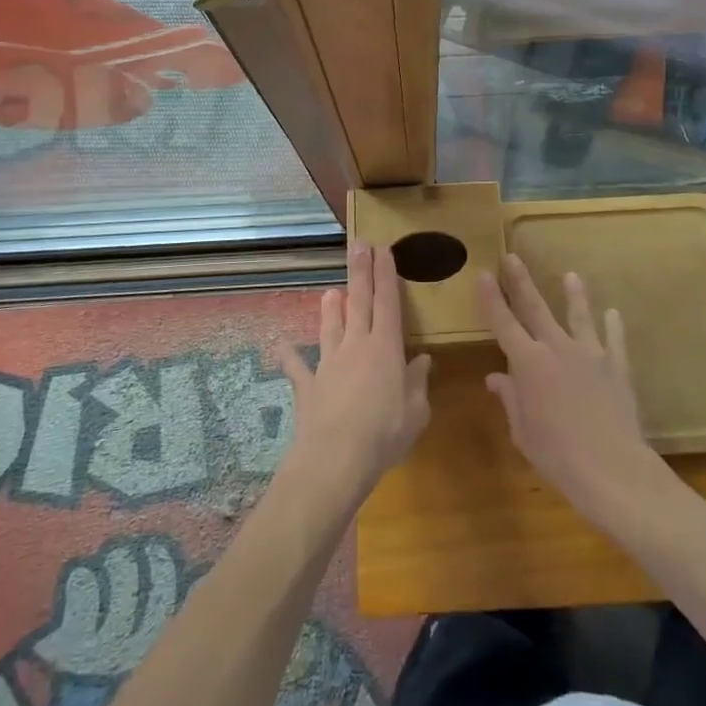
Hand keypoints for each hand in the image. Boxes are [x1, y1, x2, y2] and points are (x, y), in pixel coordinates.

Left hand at [278, 239, 431, 504]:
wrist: (335, 460)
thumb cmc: (384, 434)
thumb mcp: (416, 412)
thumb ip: (418, 382)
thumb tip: (423, 360)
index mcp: (385, 348)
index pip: (387, 301)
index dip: (386, 274)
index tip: (383, 249)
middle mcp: (356, 346)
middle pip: (358, 301)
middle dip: (360, 271)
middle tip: (359, 245)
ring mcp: (328, 363)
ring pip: (330, 326)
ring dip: (330, 308)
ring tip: (330, 291)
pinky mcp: (307, 386)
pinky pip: (297, 367)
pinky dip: (289, 356)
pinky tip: (281, 346)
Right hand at [480, 255, 666, 522]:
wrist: (612, 468)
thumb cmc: (557, 455)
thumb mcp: (523, 431)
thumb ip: (510, 399)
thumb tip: (495, 377)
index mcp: (529, 363)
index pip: (503, 323)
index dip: (491, 298)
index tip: (483, 274)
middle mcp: (557, 348)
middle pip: (535, 308)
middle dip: (521, 282)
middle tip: (512, 257)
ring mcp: (590, 354)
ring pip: (579, 316)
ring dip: (574, 295)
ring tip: (571, 275)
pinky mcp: (617, 366)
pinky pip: (614, 340)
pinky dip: (613, 326)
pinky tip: (613, 314)